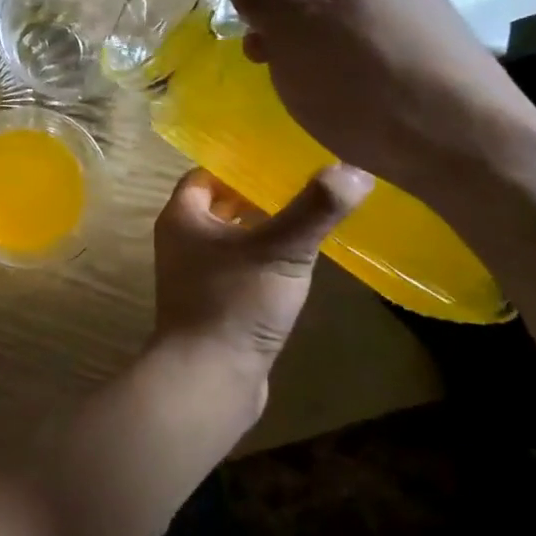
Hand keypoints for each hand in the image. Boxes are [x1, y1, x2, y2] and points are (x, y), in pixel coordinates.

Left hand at [153, 165, 371, 378]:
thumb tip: (355, 169)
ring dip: (262, 227)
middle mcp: (181, 240)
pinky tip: (297, 263)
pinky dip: (263, 259)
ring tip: (308, 217)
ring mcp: (195, 274)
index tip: (281, 158)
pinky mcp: (214, 303)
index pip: (206, 174)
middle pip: (220, 205)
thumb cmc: (234, 303)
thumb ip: (314, 209)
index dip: (240, 164)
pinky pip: (239, 267)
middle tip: (303, 184)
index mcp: (181, 217)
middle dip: (256, 195)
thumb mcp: (280, 250)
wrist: (209, 378)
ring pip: (231, 237)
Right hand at [224, 0, 535, 196]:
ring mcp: (428, 13)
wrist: (471, 147)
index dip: (263, 8)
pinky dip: (364, 75)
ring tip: (325, 99)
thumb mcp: (292, 36)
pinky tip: (367, 107)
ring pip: (352, 27)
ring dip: (325, 56)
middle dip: (292, 34)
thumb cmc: (363, 87)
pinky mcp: (448, 52)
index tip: (261, 52)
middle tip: (285, 78)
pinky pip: (384, 53)